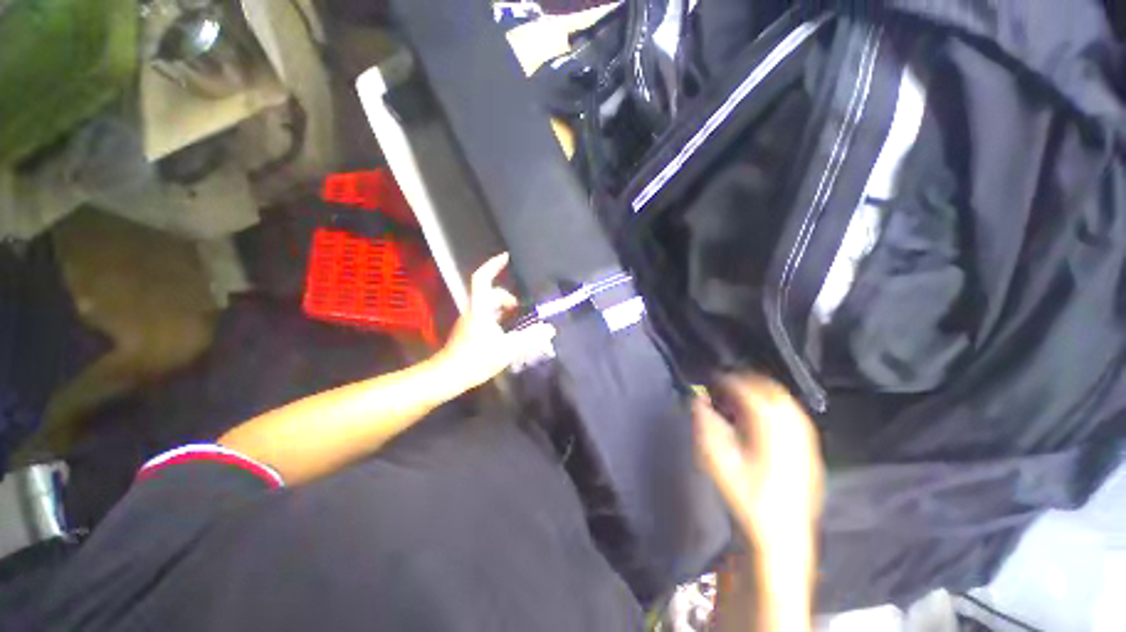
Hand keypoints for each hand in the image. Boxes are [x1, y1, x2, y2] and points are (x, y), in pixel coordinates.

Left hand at [435, 253, 555, 392]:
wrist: (448, 376)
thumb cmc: (476, 359)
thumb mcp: (507, 349)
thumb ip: (530, 338)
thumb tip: (550, 329)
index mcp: (480, 308)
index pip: (482, 279)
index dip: (493, 265)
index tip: (506, 257)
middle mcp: (473, 310)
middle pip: (489, 293)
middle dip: (506, 296)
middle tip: (520, 308)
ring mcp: (469, 321)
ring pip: (487, 306)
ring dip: (503, 308)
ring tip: (517, 321)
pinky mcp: (469, 331)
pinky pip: (486, 317)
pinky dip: (498, 319)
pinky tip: (507, 333)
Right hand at [694, 374, 823, 543]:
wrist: (781, 533)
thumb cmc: (746, 496)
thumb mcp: (716, 461)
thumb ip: (705, 425)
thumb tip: (698, 400)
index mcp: (769, 429)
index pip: (749, 392)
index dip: (730, 381)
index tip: (714, 380)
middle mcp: (791, 429)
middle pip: (772, 390)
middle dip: (748, 382)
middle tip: (727, 385)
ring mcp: (805, 439)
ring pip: (786, 401)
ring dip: (763, 392)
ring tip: (743, 396)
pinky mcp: (810, 450)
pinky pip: (796, 416)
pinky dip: (778, 406)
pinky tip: (765, 417)